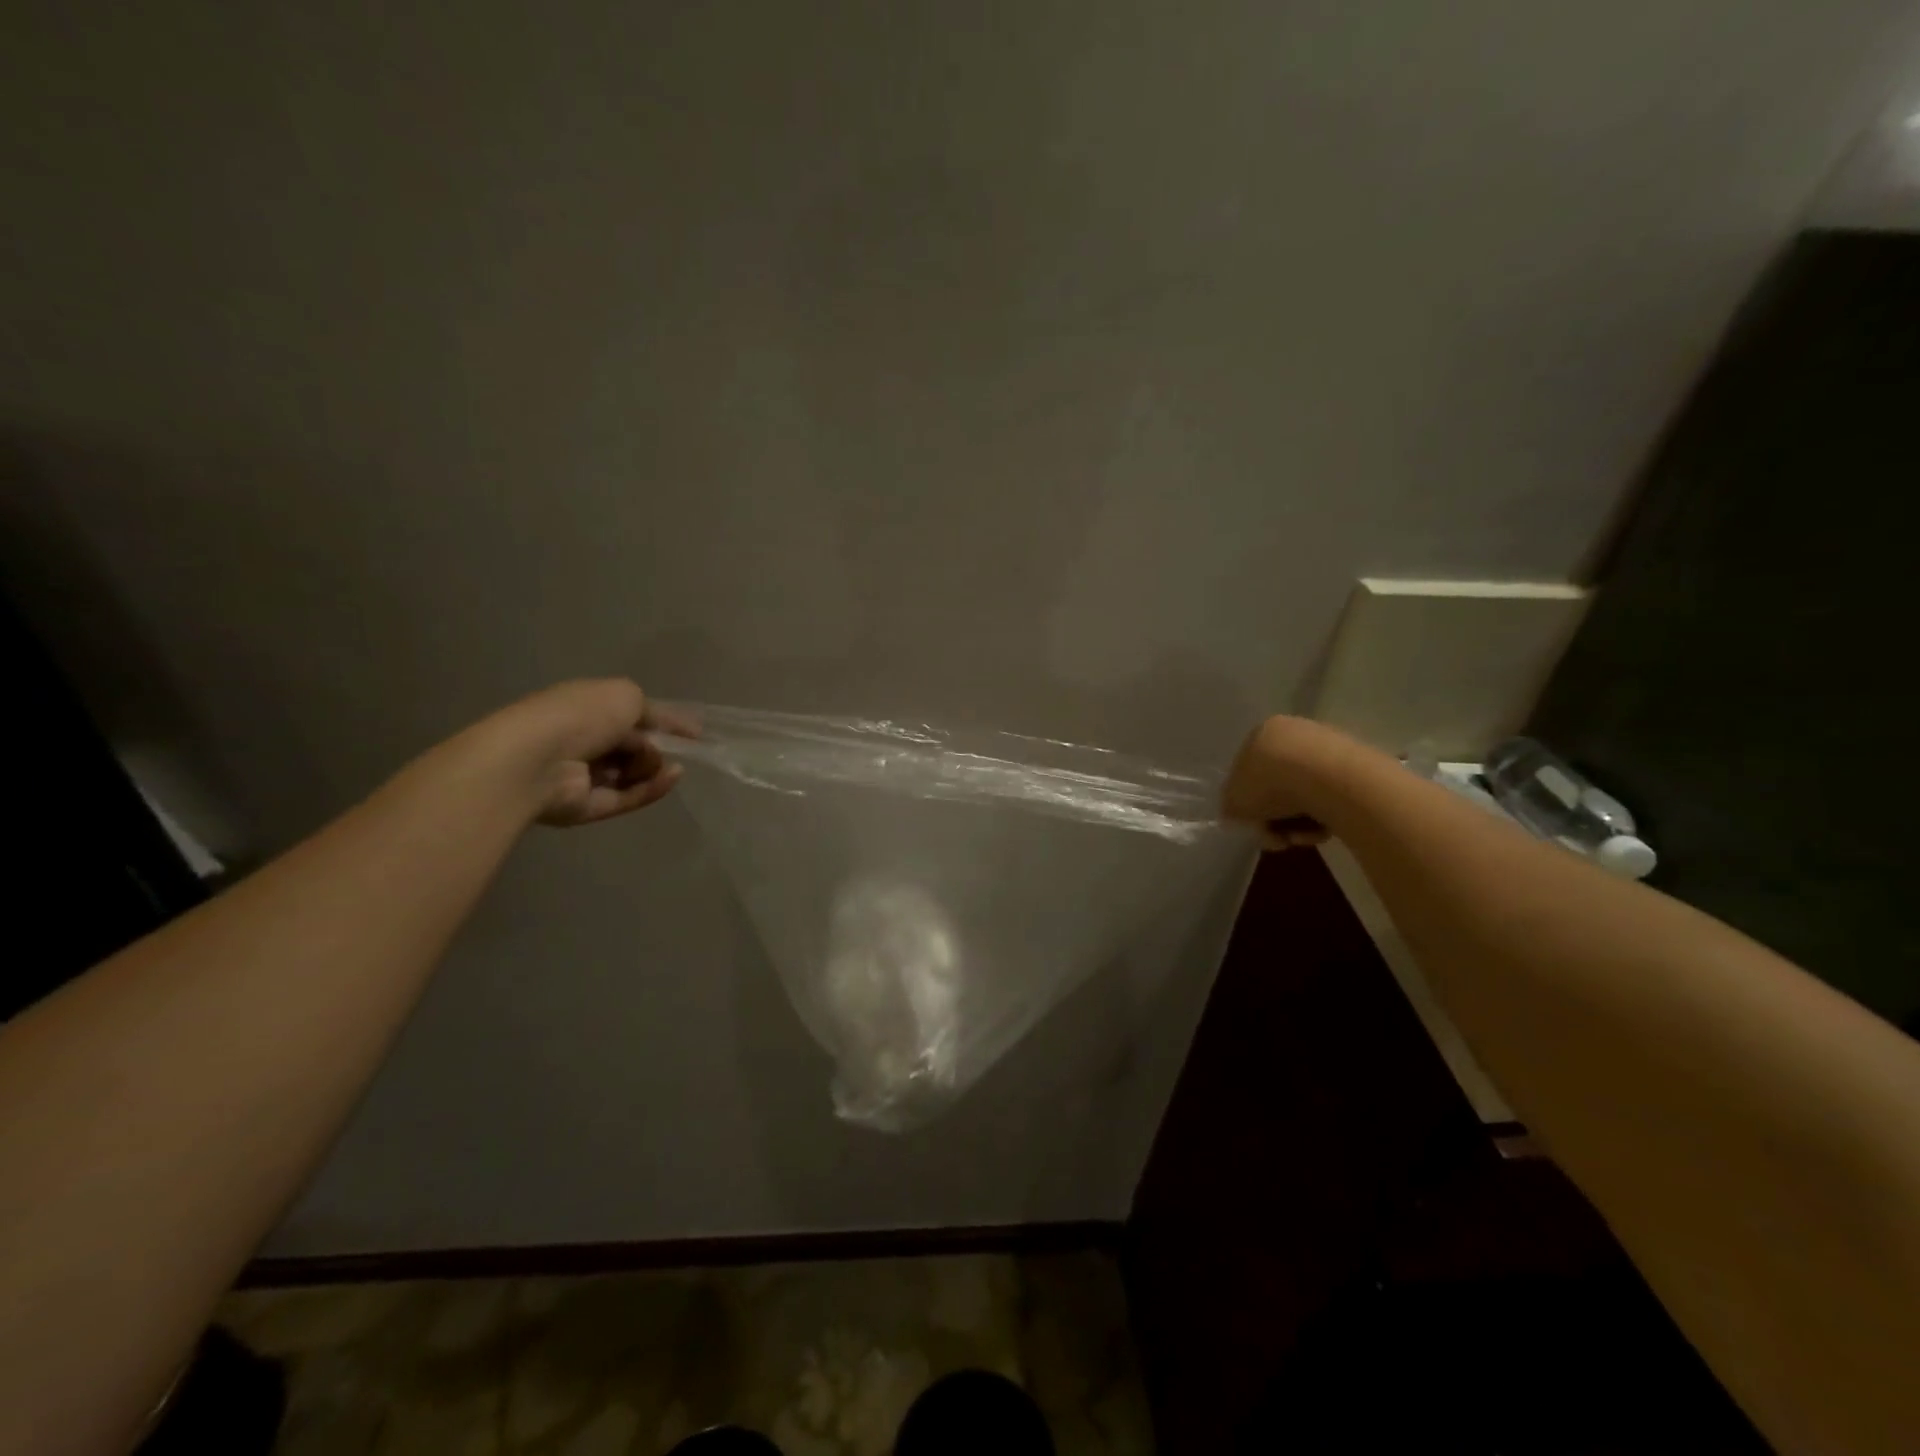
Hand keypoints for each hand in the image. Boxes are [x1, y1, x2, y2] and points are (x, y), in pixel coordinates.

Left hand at [473, 679, 698, 827]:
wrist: (535, 761)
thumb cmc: (580, 717)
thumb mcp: (625, 694)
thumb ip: (651, 709)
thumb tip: (659, 730)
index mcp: (584, 708)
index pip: (629, 714)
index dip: (662, 721)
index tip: (694, 732)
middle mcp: (582, 741)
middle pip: (633, 746)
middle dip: (655, 745)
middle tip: (666, 746)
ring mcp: (584, 776)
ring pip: (633, 773)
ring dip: (653, 766)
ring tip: (657, 763)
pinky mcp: (588, 807)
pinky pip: (628, 797)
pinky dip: (652, 788)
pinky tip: (672, 777)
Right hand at [1222, 715, 1349, 850]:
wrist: (1330, 780)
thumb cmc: (1271, 784)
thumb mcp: (1233, 801)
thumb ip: (1231, 806)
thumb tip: (1239, 812)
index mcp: (1261, 733)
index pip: (1247, 771)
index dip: (1248, 804)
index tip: (1256, 825)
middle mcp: (1294, 732)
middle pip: (1278, 785)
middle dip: (1276, 817)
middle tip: (1278, 838)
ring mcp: (1328, 746)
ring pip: (1306, 794)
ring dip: (1299, 822)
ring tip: (1302, 837)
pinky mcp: (1358, 764)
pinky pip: (1332, 797)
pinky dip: (1325, 816)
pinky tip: (1324, 830)